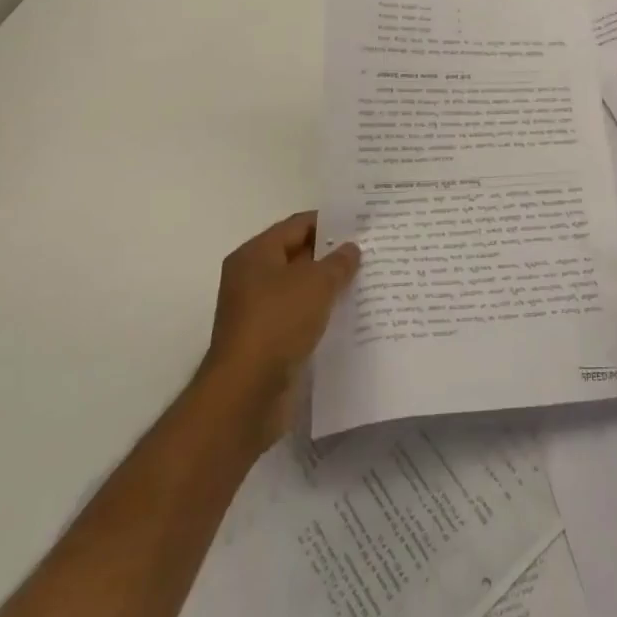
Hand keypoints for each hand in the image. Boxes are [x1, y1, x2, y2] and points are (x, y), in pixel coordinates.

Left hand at [199, 211, 359, 451]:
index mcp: (255, 255)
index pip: (298, 225)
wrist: (246, 394)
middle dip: (332, 255)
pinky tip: (349, 315)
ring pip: (300, 289)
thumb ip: (338, 262)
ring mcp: (257, 312)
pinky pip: (299, 317)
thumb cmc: (278, 323)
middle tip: (370, 251)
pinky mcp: (267, 342)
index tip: (362, 224)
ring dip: (328, 287)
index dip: (330, 222)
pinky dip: (320, 314)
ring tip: (366, 281)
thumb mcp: (317, 283)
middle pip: (298, 256)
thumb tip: (351, 249)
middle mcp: (251, 279)